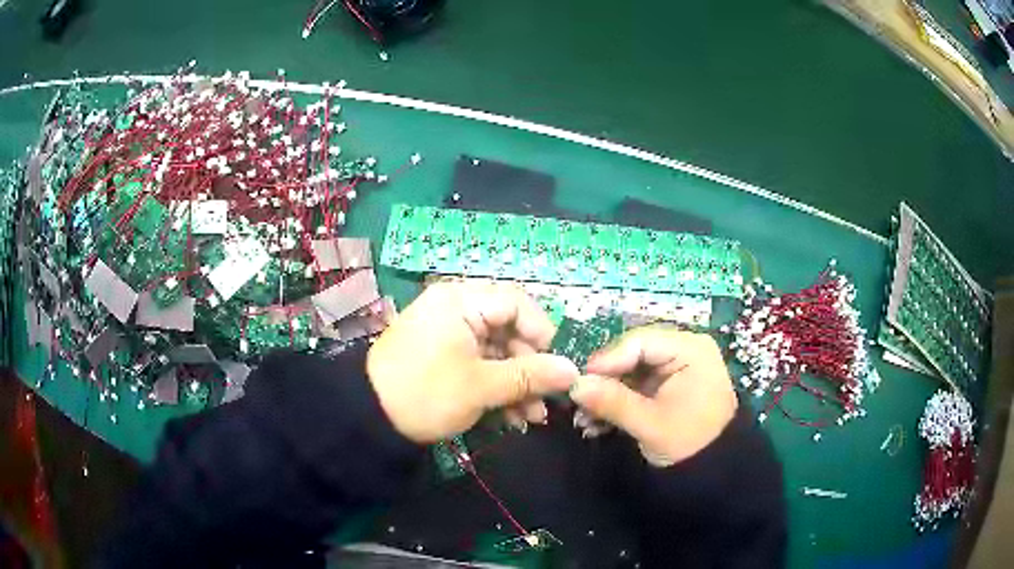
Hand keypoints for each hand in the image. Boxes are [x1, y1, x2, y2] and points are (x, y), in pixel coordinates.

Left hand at [367, 282, 578, 443]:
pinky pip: (480, 365)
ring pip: (497, 354)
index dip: (543, 334)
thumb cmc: (427, 393)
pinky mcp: (445, 357)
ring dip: (518, 386)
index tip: (558, 366)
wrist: (369, 418)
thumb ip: (530, 376)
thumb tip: (573, 371)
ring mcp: (450, 334)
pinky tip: (513, 419)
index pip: (517, 303)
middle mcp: (457, 310)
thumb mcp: (481, 386)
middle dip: (531, 370)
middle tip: (547, 401)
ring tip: (532, 419)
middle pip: (509, 331)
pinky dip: (497, 389)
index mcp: (462, 301)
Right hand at [570, 326, 737, 465]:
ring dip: (606, 396)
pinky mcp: (666, 387)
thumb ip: (613, 402)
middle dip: (604, 382)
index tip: (578, 381)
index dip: (606, 359)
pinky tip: (597, 424)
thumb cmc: (690, 442)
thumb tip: (574, 386)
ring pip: (629, 373)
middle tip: (578, 402)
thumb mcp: (650, 423)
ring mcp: (674, 369)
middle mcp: (682, 350)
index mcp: (689, 349)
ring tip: (584, 420)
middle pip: (632, 356)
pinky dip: (617, 403)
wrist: (715, 470)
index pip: (640, 341)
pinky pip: (635, 387)